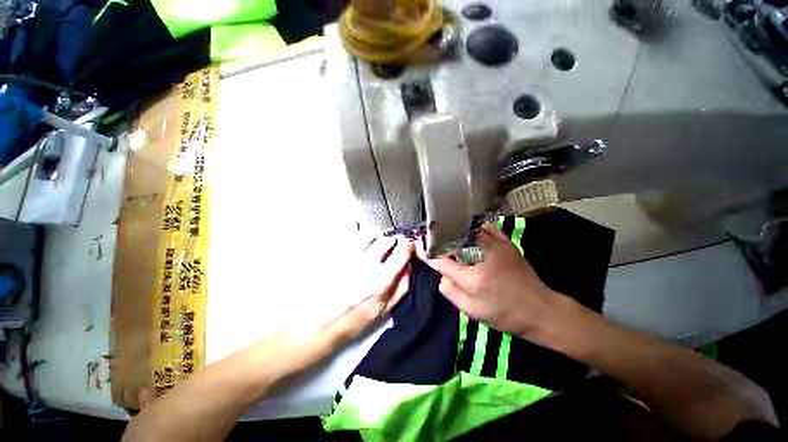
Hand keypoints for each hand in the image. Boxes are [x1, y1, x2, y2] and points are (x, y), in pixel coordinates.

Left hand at [316, 235, 413, 351]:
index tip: (409, 245)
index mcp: (381, 279)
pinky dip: (361, 235)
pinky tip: (361, 243)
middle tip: (393, 244)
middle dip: (394, 240)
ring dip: (377, 236)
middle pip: (387, 239)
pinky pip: (352, 236)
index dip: (409, 245)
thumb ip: (401, 288)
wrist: (318, 324)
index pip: (402, 252)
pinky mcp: (337, 254)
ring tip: (377, 241)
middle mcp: (367, 264)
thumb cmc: (353, 320)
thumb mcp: (383, 311)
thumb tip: (408, 266)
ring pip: (370, 233)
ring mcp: (350, 256)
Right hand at [417, 225, 555, 335]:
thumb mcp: (472, 312)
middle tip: (428, 233)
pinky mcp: (507, 243)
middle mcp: (481, 258)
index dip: (426, 251)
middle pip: (452, 240)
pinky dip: (475, 227)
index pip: (440, 260)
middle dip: (437, 236)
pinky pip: (487, 228)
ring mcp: (496, 248)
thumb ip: (451, 292)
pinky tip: (469, 228)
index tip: (416, 244)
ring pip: (468, 230)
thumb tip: (441, 275)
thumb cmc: (504, 315)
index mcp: (471, 279)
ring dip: (454, 229)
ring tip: (445, 228)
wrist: (539, 310)